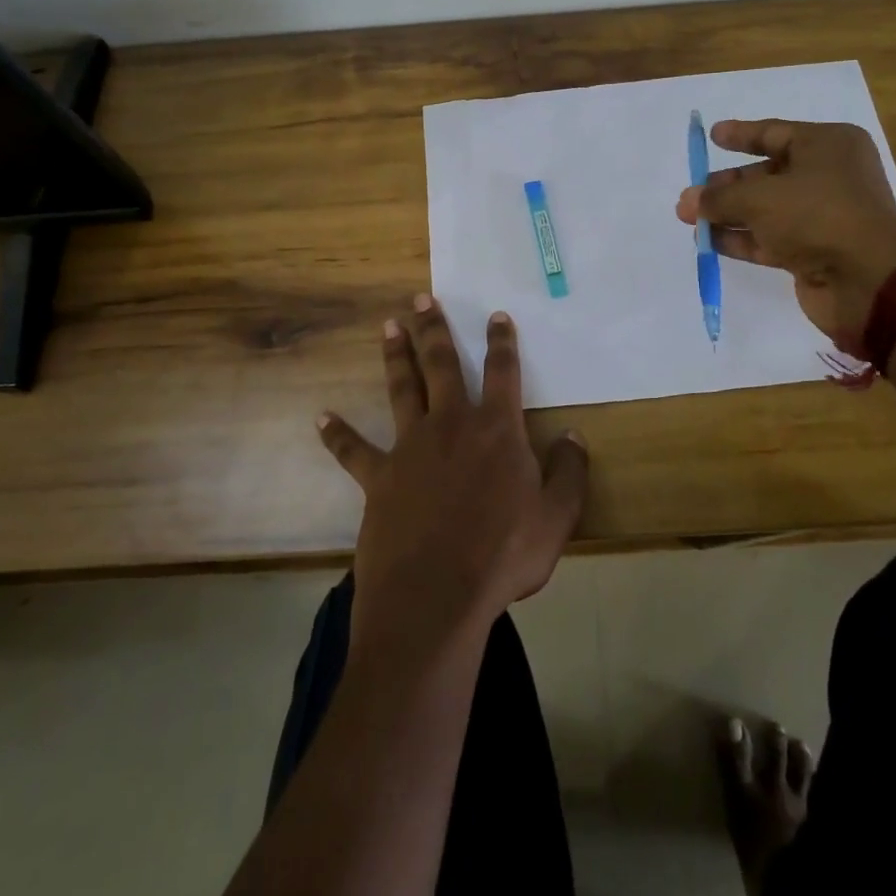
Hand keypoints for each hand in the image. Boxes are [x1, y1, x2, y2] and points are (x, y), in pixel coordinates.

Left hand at [317, 296, 588, 650]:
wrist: (436, 596)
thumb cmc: (502, 555)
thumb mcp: (556, 517)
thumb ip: (569, 472)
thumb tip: (574, 435)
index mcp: (496, 429)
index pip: (502, 372)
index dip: (501, 341)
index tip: (496, 315)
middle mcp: (451, 424)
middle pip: (442, 364)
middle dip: (434, 329)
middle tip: (422, 299)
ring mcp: (410, 447)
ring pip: (402, 389)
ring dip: (395, 357)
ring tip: (388, 327)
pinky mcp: (379, 477)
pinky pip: (354, 450)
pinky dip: (338, 434)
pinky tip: (321, 418)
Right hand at [675, 119, 895, 349]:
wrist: (868, 281)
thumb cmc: (817, 215)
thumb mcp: (759, 197)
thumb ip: (719, 197)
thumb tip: (688, 200)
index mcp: (828, 146)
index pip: (775, 133)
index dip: (742, 135)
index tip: (713, 135)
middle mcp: (828, 176)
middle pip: (767, 174)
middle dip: (727, 185)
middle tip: (692, 193)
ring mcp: (822, 216)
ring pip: (766, 208)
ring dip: (728, 213)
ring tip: (689, 217)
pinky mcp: (814, 250)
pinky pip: (771, 237)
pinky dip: (742, 238)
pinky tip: (709, 240)